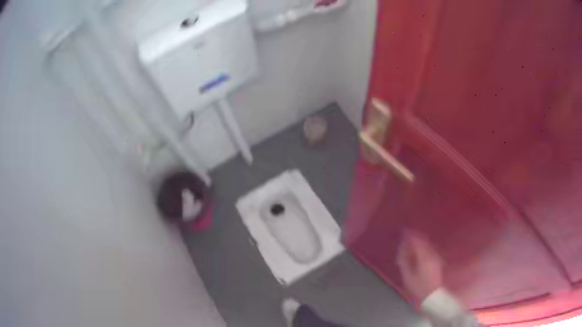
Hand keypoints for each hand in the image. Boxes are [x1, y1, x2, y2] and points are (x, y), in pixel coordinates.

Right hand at [397, 231, 443, 301]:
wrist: (433, 295)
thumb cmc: (419, 287)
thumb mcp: (408, 276)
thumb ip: (404, 261)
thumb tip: (401, 250)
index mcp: (424, 257)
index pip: (417, 241)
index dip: (410, 236)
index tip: (404, 232)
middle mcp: (432, 254)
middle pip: (423, 241)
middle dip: (414, 239)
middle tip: (406, 239)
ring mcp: (436, 257)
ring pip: (427, 245)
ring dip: (419, 243)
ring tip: (411, 245)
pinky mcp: (438, 261)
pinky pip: (430, 249)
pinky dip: (423, 248)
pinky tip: (419, 252)